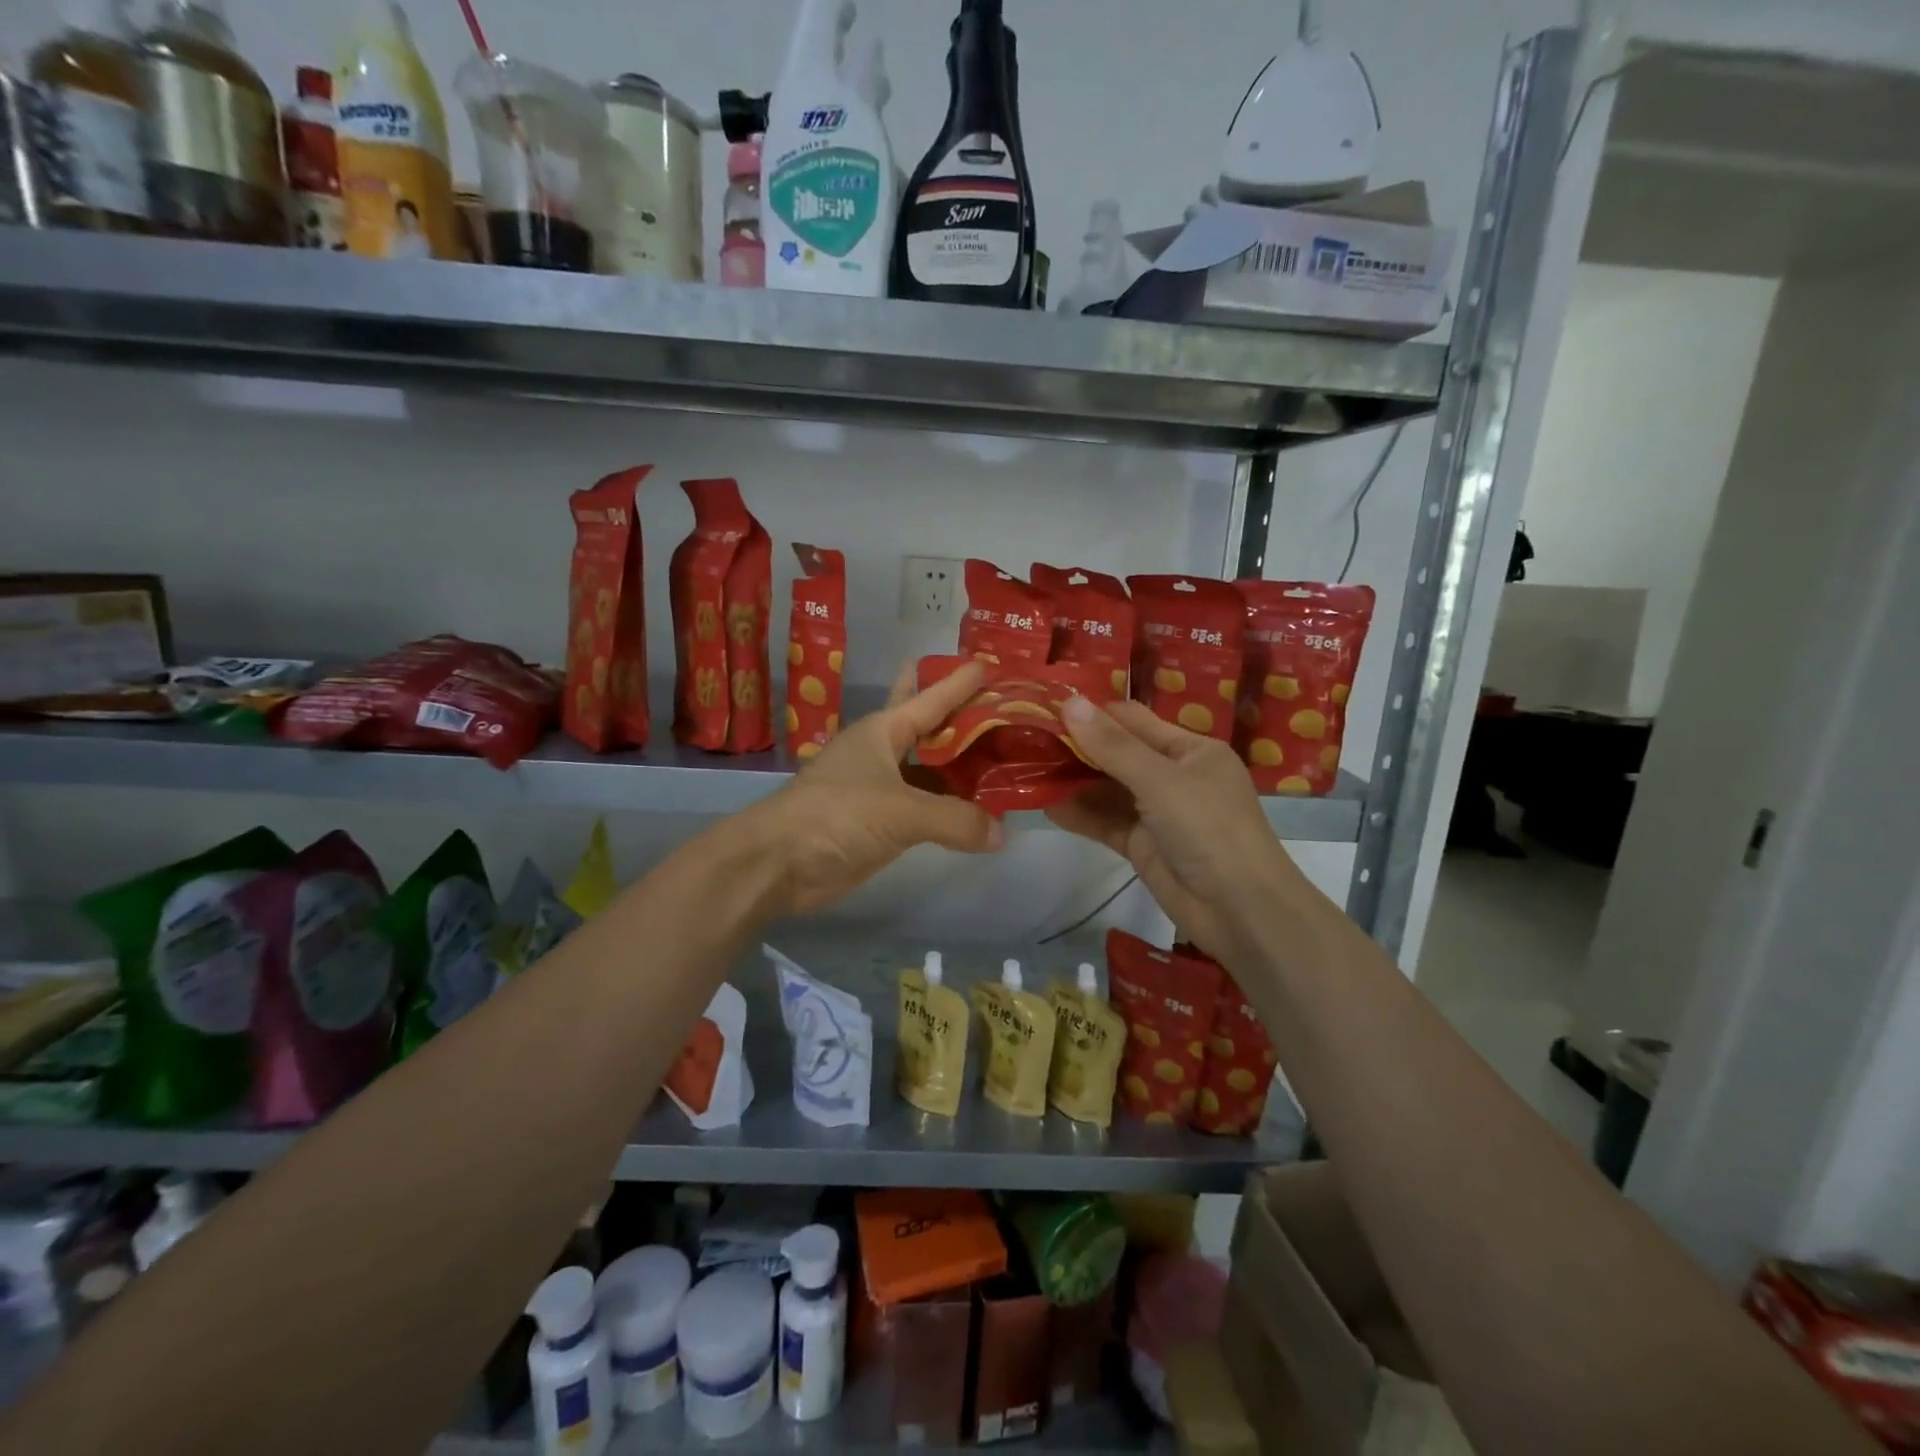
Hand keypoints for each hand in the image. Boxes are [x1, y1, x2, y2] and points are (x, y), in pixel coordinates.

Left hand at [749, 661, 1002, 914]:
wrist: (778, 863)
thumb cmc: (837, 816)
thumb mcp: (900, 812)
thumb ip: (955, 819)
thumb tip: (1001, 835)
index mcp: (882, 730)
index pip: (931, 697)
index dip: (959, 681)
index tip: (992, 663)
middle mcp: (883, 751)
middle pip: (929, 726)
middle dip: (961, 716)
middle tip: (1002, 705)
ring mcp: (880, 787)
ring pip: (930, 768)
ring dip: (961, 766)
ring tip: (1004, 757)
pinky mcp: (879, 821)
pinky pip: (926, 806)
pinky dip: (950, 806)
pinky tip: (977, 809)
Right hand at [1048, 697, 1297, 958]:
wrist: (1241, 910)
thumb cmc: (1209, 828)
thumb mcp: (1160, 780)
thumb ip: (1112, 745)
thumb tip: (1069, 702)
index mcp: (1189, 749)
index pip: (1133, 720)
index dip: (1092, 714)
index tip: (1046, 709)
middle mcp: (1173, 775)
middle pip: (1117, 753)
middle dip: (1076, 748)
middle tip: (1027, 740)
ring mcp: (1157, 812)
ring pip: (1107, 789)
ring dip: (1073, 782)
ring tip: (1027, 771)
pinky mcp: (1142, 845)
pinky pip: (1105, 822)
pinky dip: (1079, 814)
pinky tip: (1046, 806)